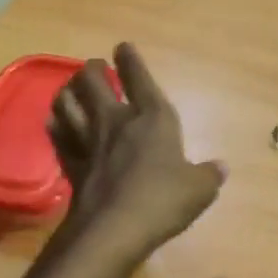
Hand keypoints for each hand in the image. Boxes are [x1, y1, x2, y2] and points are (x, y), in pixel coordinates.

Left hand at [47, 44, 224, 255]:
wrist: (114, 229)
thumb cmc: (163, 201)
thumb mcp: (200, 189)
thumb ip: (209, 175)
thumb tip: (221, 167)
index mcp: (153, 119)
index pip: (139, 79)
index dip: (131, 60)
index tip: (123, 47)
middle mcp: (116, 121)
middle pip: (93, 82)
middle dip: (92, 69)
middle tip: (94, 66)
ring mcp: (88, 142)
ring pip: (68, 103)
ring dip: (68, 90)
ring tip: (71, 88)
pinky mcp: (70, 164)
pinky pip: (57, 135)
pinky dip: (56, 124)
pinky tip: (56, 121)